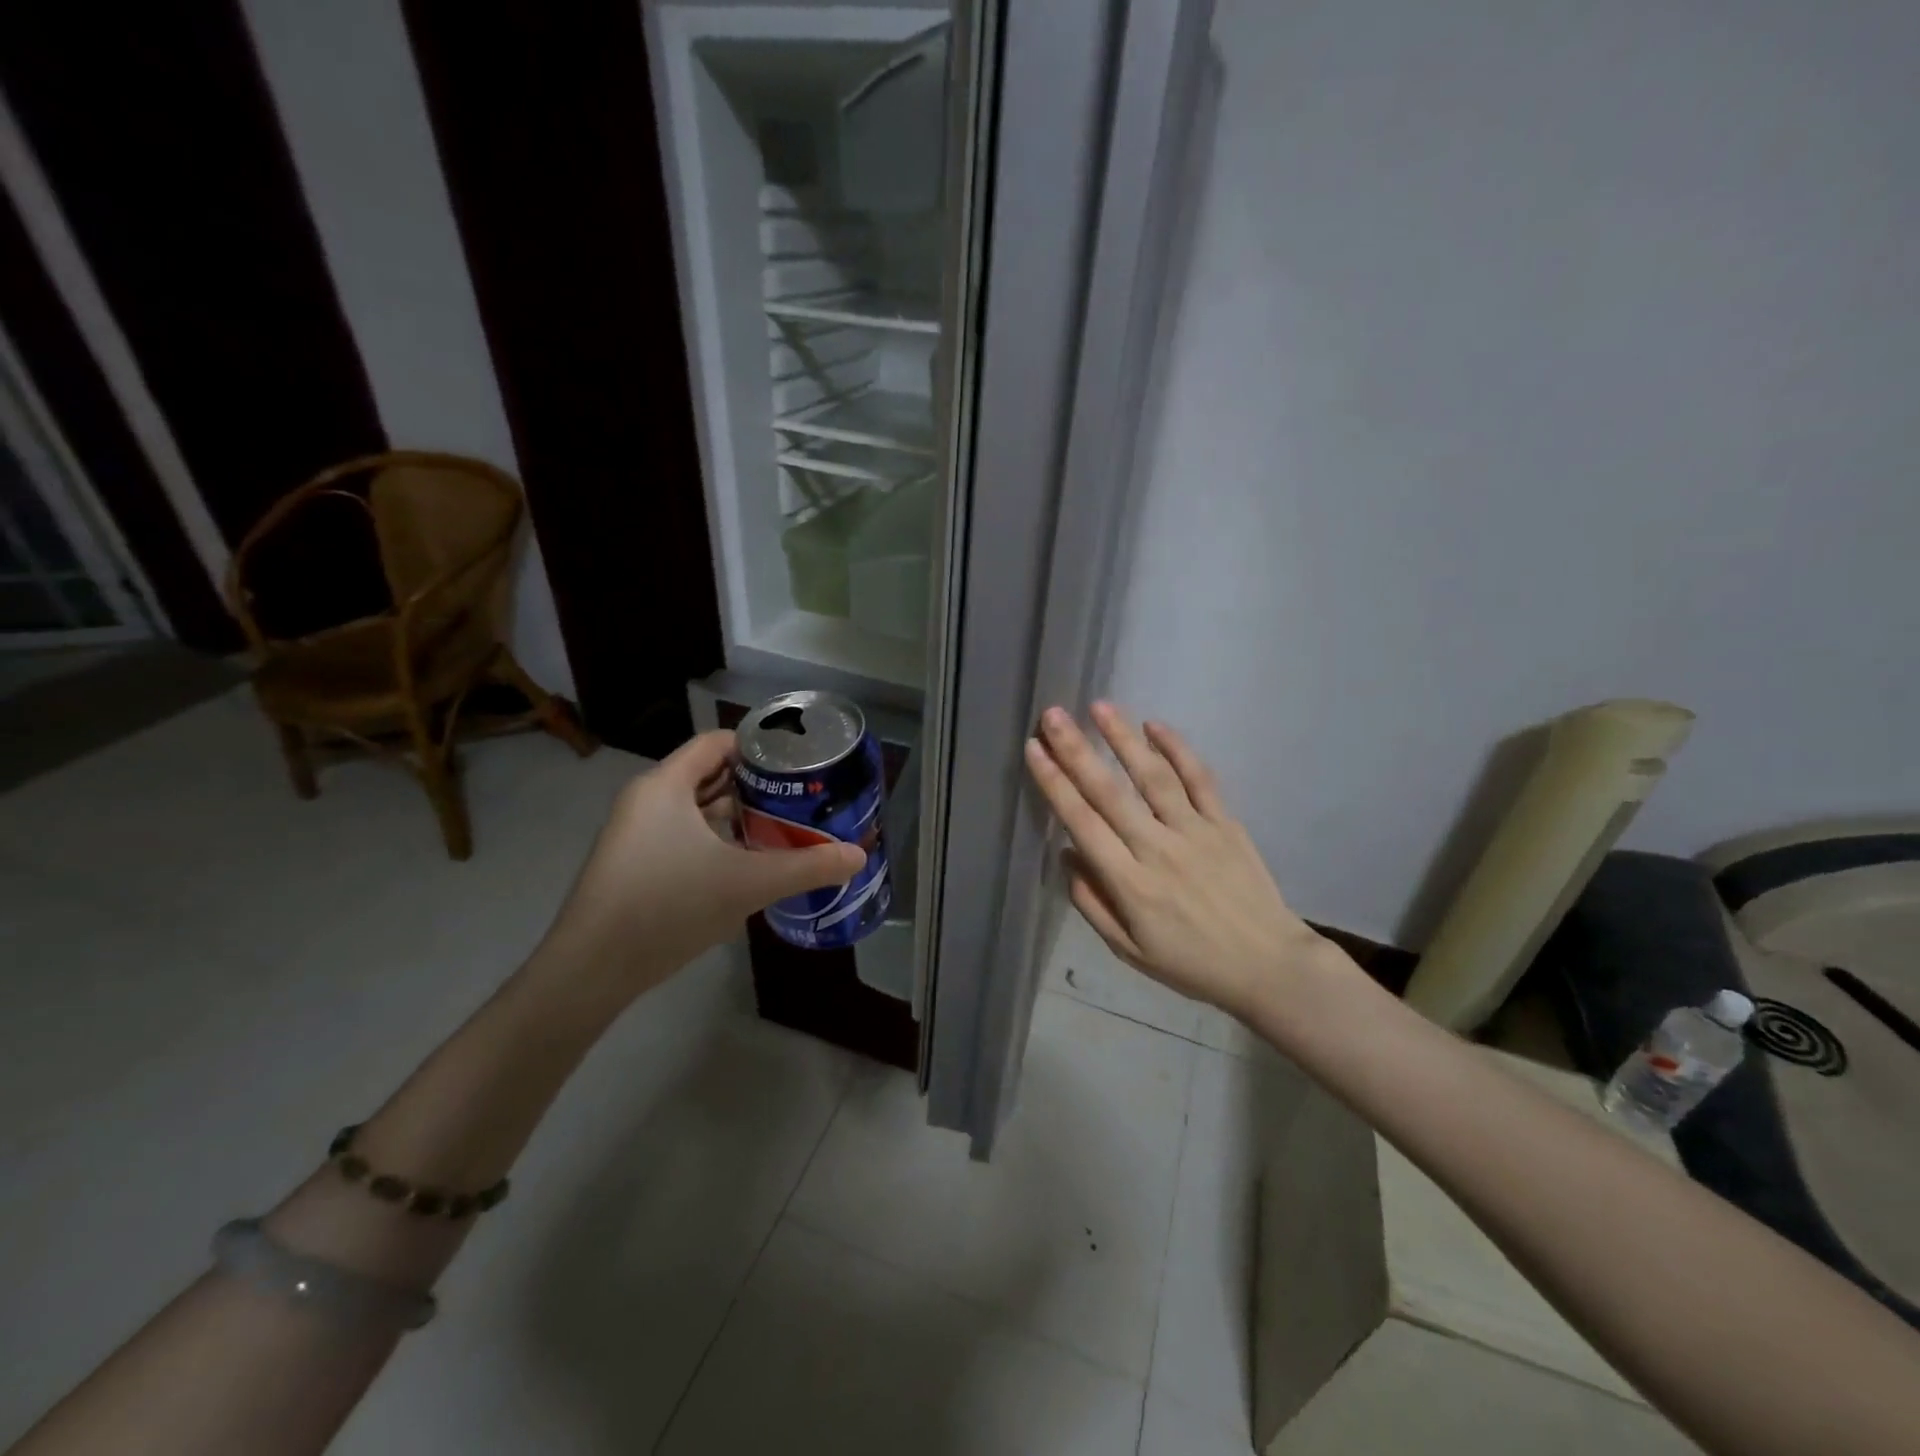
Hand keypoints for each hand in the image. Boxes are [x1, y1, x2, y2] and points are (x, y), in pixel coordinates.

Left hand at [532, 731, 864, 1007]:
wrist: (592, 970)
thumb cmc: (668, 906)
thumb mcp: (747, 884)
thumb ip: (807, 866)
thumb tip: (859, 855)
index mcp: (665, 785)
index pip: (717, 743)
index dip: (759, 746)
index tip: (798, 762)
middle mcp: (646, 800)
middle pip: (708, 774)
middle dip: (755, 783)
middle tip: (801, 795)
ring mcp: (635, 834)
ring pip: (696, 809)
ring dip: (737, 814)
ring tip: (783, 824)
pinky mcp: (634, 865)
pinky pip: (682, 835)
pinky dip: (715, 839)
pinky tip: (747, 861)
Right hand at [1024, 702, 1350, 1022]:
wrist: (1269, 966)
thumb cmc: (1191, 963)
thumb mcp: (1129, 950)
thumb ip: (1092, 903)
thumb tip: (1066, 856)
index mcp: (1130, 884)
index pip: (1082, 823)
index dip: (1054, 784)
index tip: (1034, 749)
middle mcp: (1159, 849)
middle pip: (1110, 792)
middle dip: (1076, 751)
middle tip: (1053, 715)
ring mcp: (1196, 832)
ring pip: (1154, 776)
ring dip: (1124, 739)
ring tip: (1099, 706)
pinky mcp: (1226, 823)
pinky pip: (1200, 779)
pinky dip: (1178, 750)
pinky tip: (1155, 725)